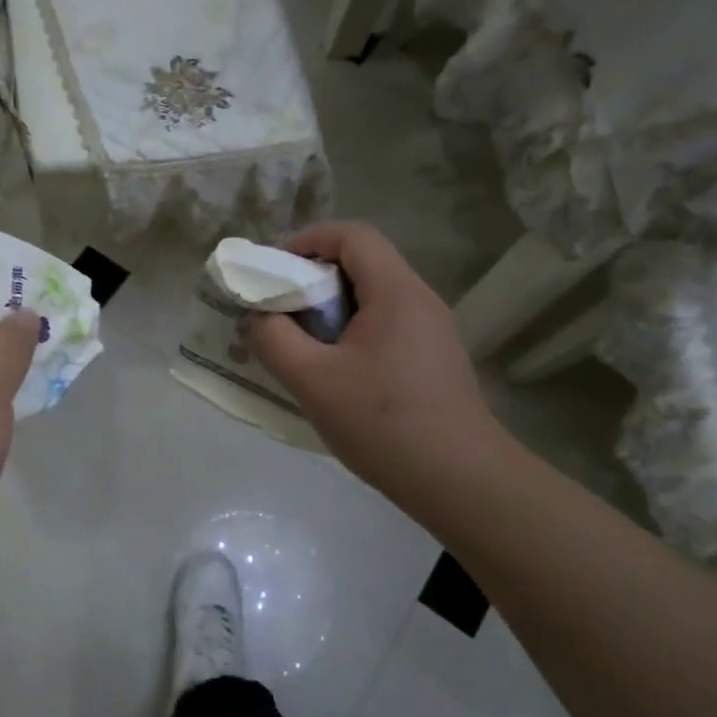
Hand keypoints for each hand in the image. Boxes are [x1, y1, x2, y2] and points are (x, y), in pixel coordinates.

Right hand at [247, 222, 514, 515]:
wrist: (460, 482)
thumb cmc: (383, 424)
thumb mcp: (312, 381)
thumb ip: (273, 340)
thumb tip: (256, 318)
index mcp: (396, 292)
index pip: (352, 235)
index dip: (308, 240)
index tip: (274, 271)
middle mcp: (420, 300)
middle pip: (363, 263)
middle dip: (314, 278)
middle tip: (280, 310)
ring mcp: (433, 330)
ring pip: (374, 297)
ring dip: (332, 309)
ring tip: (302, 343)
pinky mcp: (435, 359)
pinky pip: (387, 325)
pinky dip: (352, 332)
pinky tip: (336, 373)